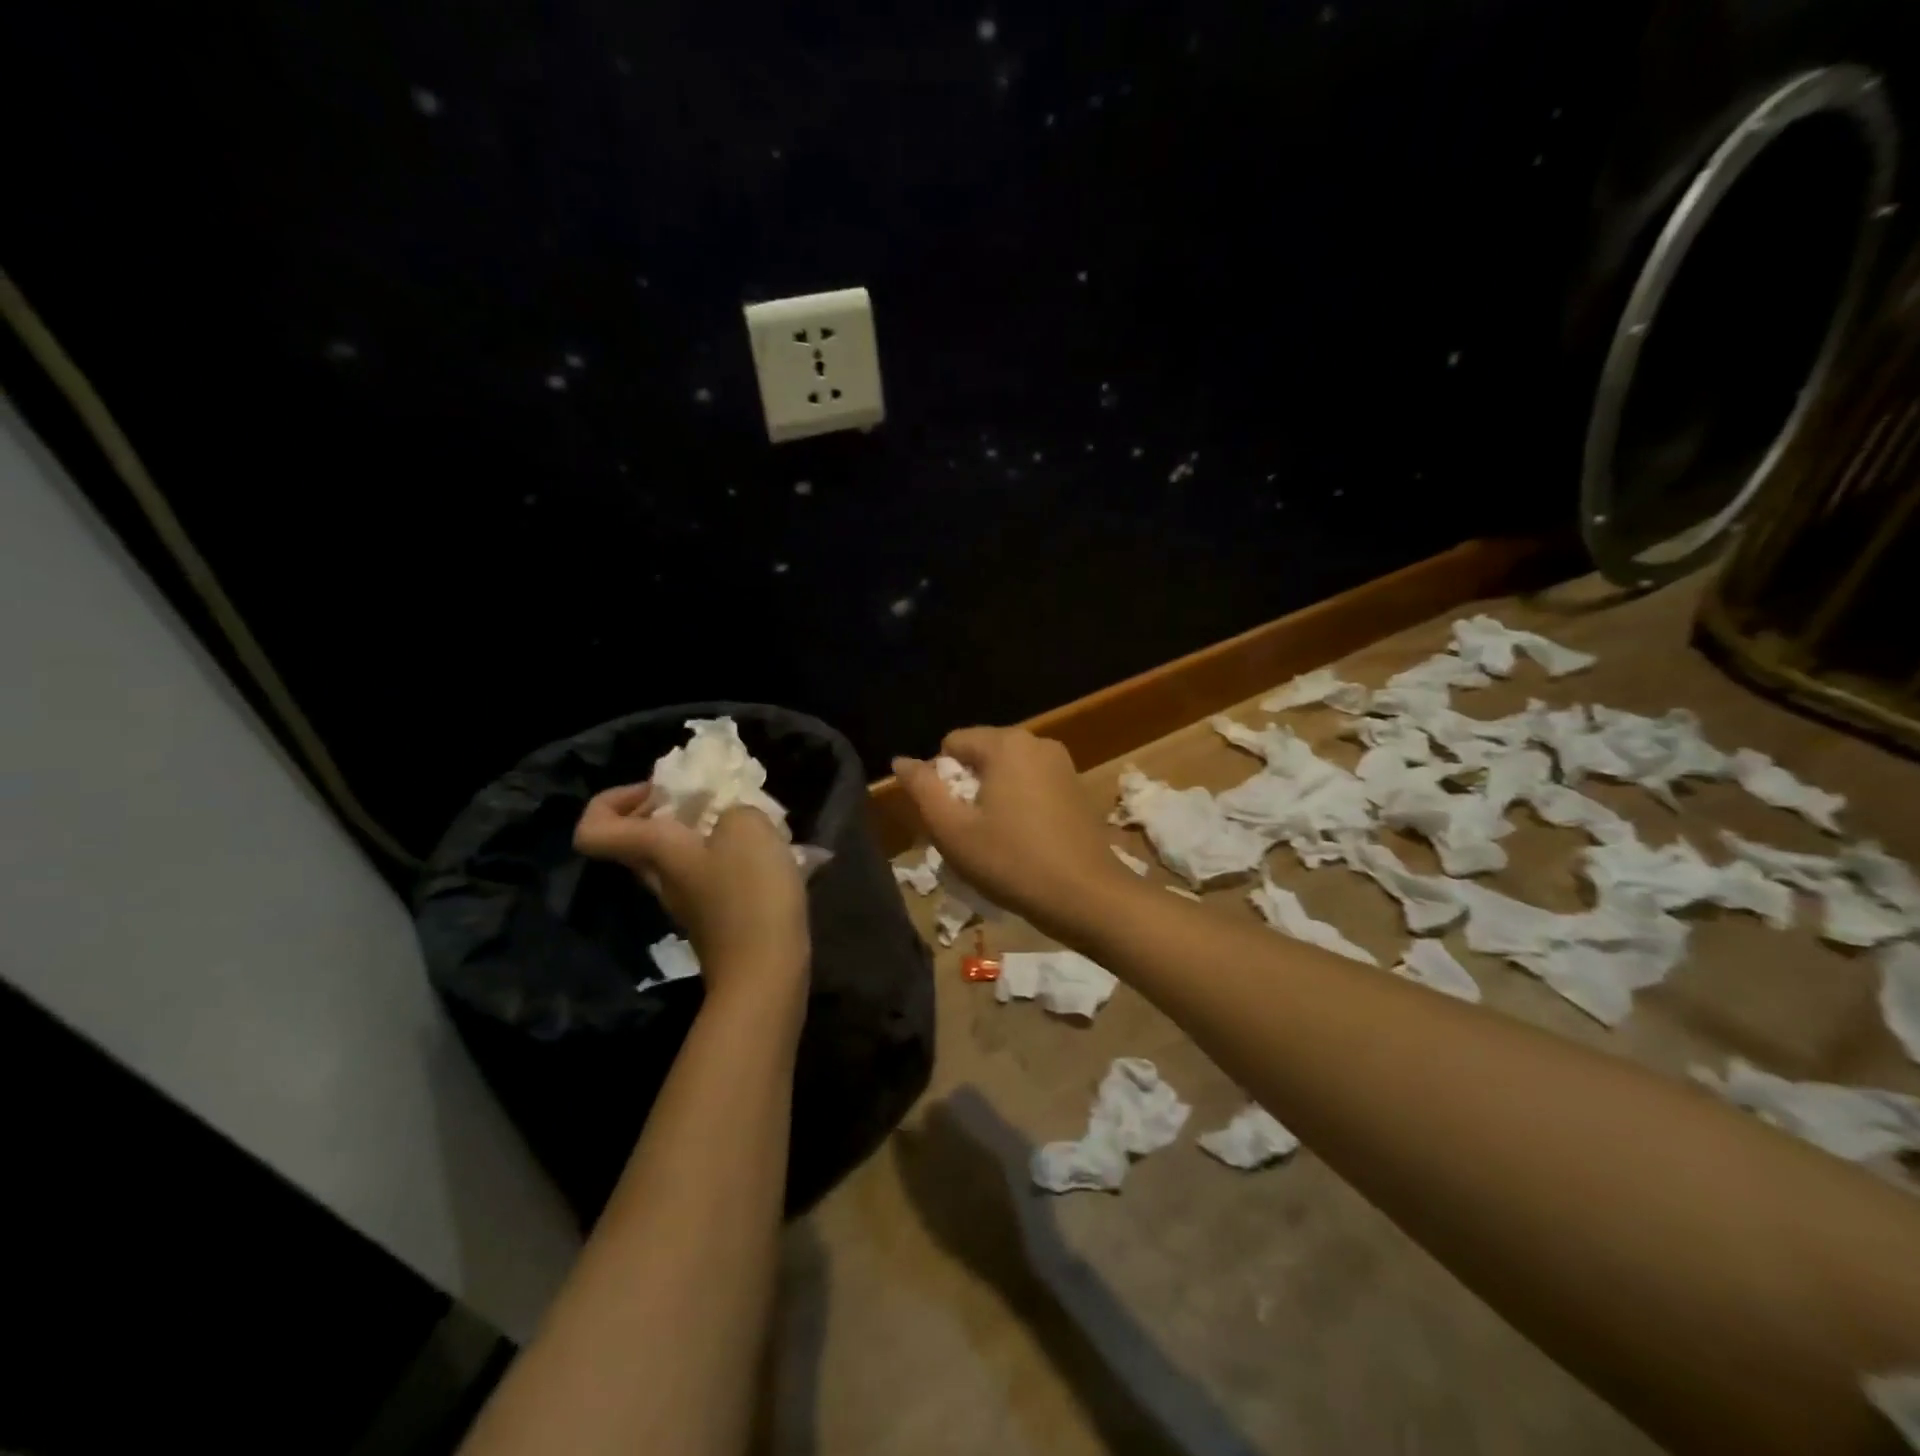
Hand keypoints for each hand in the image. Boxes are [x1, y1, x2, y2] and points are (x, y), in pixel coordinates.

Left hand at [574, 785, 809, 992]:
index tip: (658, 789)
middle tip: (712, 797)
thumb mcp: (749, 828)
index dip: (612, 800)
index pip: (594, 828)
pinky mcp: (716, 918)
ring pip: (679, 855)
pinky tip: (769, 856)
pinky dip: (731, 858)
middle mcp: (661, 877)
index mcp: (656, 851)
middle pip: (639, 837)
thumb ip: (735, 809)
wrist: (766, 973)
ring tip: (751, 823)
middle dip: (670, 809)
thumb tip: (731, 819)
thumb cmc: (749, 895)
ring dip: (708, 832)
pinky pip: (711, 875)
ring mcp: (688, 901)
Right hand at [892, 727, 1129, 931]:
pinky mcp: (1077, 787)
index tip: (950, 818)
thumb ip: (922, 789)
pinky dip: (1019, 804)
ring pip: (1006, 772)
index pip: (951, 743)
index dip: (940, 780)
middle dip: (967, 788)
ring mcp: (1062, 764)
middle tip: (969, 833)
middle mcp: (1037, 742)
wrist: (1088, 897)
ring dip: (992, 798)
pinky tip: (1023, 840)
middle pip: (980, 755)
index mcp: (1006, 743)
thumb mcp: (953, 830)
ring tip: (995, 840)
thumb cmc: (1012, 862)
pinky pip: (1032, 784)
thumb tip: (901, 761)